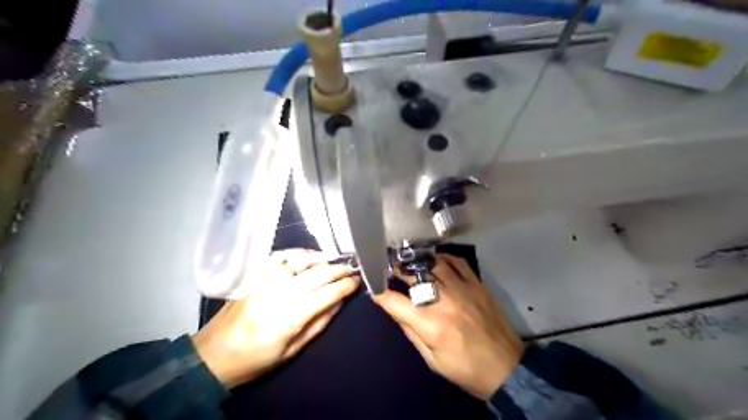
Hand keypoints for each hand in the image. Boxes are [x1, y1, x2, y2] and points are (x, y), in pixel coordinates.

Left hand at [193, 248, 359, 388]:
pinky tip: (308, 254)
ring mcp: (264, 282)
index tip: (357, 281)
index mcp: (289, 318)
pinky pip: (278, 257)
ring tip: (334, 259)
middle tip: (352, 268)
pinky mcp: (253, 277)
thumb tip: (339, 303)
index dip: (345, 286)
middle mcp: (278, 294)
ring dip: (320, 257)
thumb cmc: (255, 360)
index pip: (326, 294)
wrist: (212, 356)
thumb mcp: (290, 352)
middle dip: (338, 269)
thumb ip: (318, 325)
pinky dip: (296, 252)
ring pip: (298, 261)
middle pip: (316, 275)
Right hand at [374, 253, 525, 400]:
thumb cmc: (465, 369)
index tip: (373, 287)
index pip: (395, 302)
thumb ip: (411, 333)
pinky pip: (458, 263)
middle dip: (396, 269)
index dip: (380, 293)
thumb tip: (397, 311)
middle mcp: (444, 301)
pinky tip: (435, 259)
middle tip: (388, 265)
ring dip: (417, 260)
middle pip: (413, 276)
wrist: (506, 368)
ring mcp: (462, 289)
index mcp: (430, 324)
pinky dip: (444, 258)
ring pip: (434, 264)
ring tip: (408, 260)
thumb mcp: (432, 360)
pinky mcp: (477, 285)